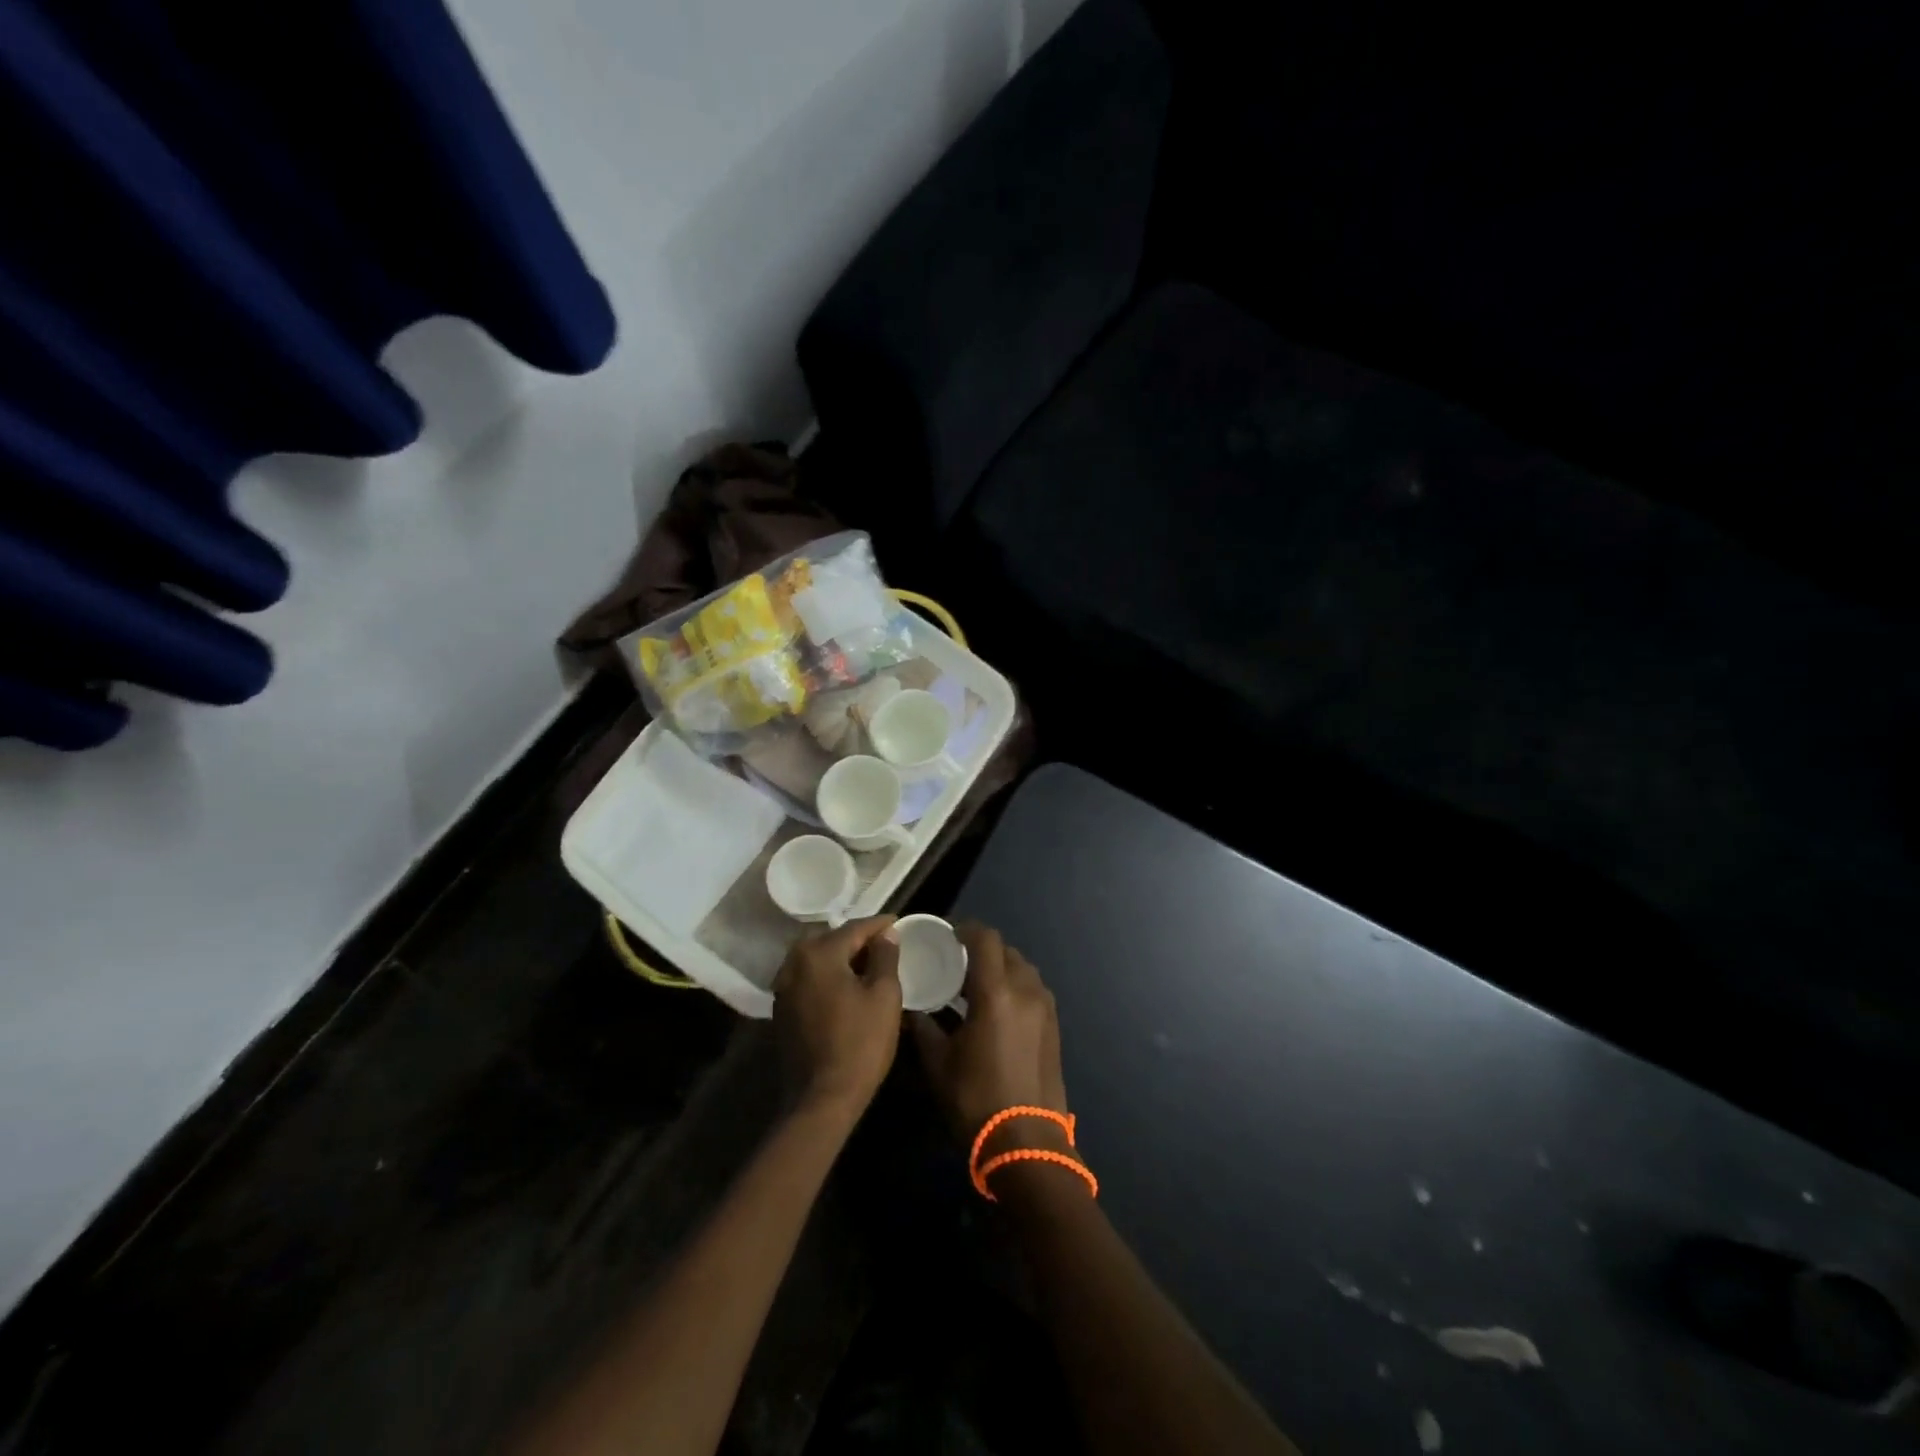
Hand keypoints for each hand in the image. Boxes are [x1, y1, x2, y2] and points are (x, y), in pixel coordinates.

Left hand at [773, 916, 902, 1119]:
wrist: (822, 1098)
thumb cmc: (860, 1043)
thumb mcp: (884, 996)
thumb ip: (885, 957)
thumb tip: (886, 934)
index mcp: (819, 953)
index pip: (855, 928)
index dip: (880, 925)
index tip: (899, 922)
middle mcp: (794, 962)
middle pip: (831, 939)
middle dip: (858, 939)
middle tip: (884, 945)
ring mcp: (783, 987)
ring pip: (817, 958)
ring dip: (841, 957)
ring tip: (867, 965)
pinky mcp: (781, 1009)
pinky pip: (808, 978)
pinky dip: (827, 976)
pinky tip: (846, 987)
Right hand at [910, 923, 1069, 1152]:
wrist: (1026, 1141)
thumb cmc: (976, 1098)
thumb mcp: (938, 1063)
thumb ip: (922, 1027)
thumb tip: (908, 1008)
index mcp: (996, 992)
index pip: (985, 938)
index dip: (966, 929)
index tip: (949, 937)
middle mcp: (1025, 990)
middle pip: (1006, 951)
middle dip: (983, 950)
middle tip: (959, 964)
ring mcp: (1045, 1008)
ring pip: (1023, 969)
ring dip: (1002, 968)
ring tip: (979, 987)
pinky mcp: (1054, 1026)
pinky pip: (1034, 989)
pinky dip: (1016, 986)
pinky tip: (999, 1010)